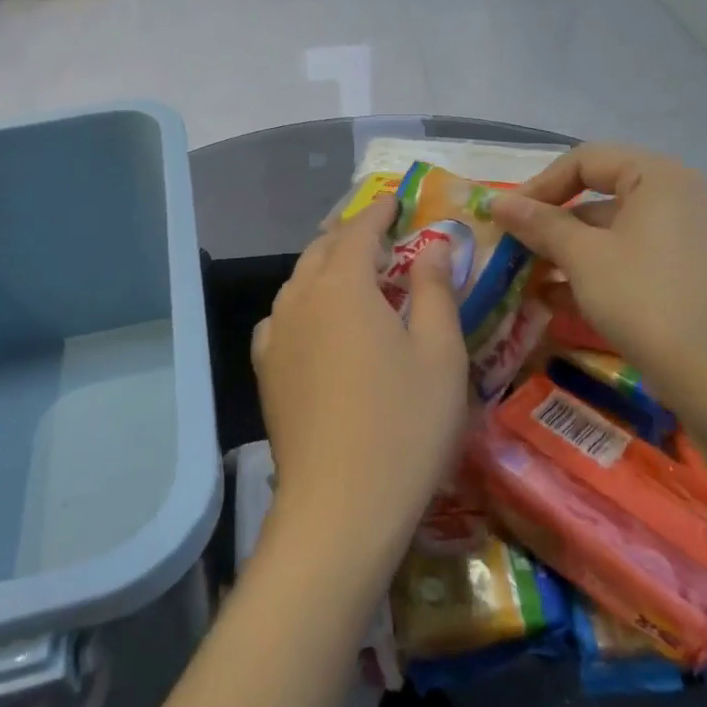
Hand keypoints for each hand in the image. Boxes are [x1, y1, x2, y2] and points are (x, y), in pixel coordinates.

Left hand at [251, 198, 468, 581]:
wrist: (339, 507)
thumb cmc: (404, 424)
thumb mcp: (440, 353)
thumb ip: (435, 289)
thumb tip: (433, 244)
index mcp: (342, 284)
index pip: (358, 230)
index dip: (378, 211)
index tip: (394, 199)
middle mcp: (300, 298)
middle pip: (322, 249)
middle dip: (349, 234)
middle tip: (378, 232)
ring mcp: (276, 334)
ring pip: (299, 281)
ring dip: (325, 266)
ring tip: (351, 271)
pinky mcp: (266, 370)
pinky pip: (284, 316)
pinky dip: (304, 302)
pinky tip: (317, 321)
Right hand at [489, 145, 706, 414]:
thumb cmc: (647, 301)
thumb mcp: (584, 258)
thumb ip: (540, 225)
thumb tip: (498, 203)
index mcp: (662, 177)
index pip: (587, 161)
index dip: (540, 185)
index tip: (508, 218)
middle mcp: (686, 197)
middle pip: (604, 196)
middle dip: (554, 225)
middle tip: (517, 251)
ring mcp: (698, 239)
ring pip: (620, 234)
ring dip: (572, 254)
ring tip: (533, 282)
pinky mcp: (701, 278)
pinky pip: (641, 261)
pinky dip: (602, 273)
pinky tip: (562, 303)